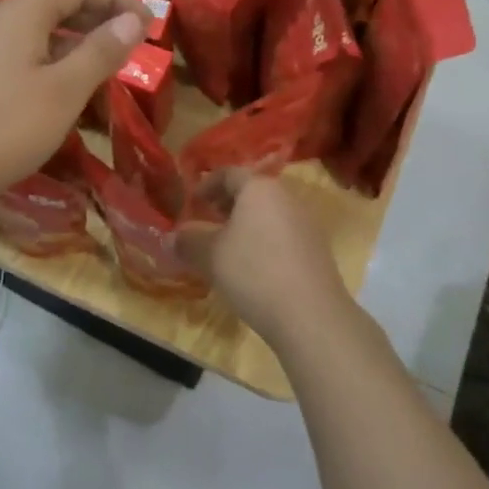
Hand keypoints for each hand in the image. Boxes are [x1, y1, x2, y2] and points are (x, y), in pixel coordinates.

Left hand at [0, 0, 146, 218]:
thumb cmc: (7, 128)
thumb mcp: (64, 90)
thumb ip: (101, 51)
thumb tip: (134, 19)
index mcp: (23, 14)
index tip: (149, 23)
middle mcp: (0, 21)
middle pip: (57, 3)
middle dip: (99, 17)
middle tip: (134, 42)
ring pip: (41, 31)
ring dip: (78, 41)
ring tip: (108, 65)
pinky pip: (25, 54)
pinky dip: (55, 60)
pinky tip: (67, 89)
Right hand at [178, 172, 351, 350]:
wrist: (311, 315)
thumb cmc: (253, 272)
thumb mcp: (209, 256)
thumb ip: (188, 241)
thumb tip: (171, 238)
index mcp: (259, 188)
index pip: (229, 173)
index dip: (206, 184)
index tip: (192, 202)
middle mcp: (286, 197)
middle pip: (252, 191)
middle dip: (226, 203)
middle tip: (207, 220)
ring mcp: (306, 223)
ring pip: (268, 213)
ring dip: (245, 223)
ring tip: (226, 246)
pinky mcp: (317, 249)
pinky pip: (282, 233)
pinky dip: (263, 240)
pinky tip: (253, 266)